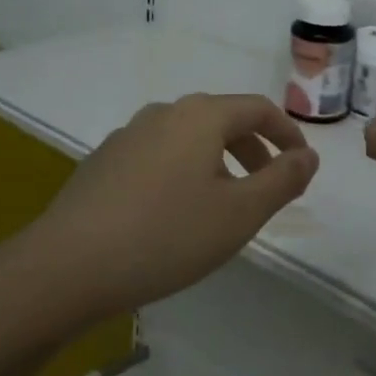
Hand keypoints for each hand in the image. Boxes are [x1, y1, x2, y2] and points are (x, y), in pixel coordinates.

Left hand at [27, 94, 318, 319]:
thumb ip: (282, 180)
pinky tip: (174, 215)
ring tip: (224, 206)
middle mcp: (164, 113)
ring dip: (218, 163)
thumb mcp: (239, 214)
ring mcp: (129, 135)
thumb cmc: (166, 236)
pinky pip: (159, 156)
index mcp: (200, 115)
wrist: (66, 266)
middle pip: (223, 120)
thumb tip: (309, 156)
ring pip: (189, 139)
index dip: (287, 134)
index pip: (258, 109)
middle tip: (269, 188)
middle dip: (254, 150)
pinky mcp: (104, 162)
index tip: (302, 166)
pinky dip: (184, 173)